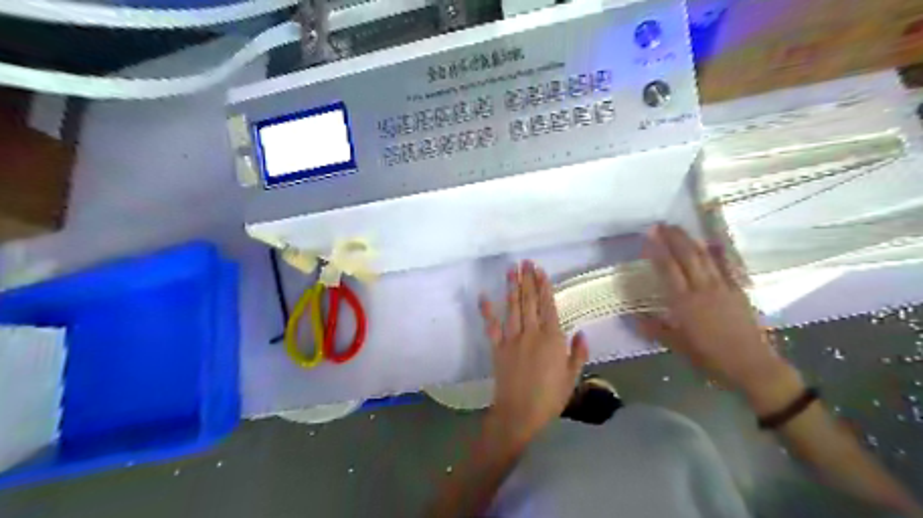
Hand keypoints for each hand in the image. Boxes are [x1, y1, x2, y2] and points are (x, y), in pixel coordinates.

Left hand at [480, 261, 586, 442]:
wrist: (520, 413)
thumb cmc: (550, 397)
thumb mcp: (572, 377)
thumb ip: (577, 353)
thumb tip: (581, 332)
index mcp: (552, 339)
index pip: (548, 306)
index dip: (544, 287)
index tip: (540, 270)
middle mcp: (531, 333)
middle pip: (529, 301)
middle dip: (527, 280)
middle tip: (525, 262)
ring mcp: (512, 339)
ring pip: (512, 308)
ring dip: (512, 287)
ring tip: (511, 270)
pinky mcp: (497, 347)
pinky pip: (491, 326)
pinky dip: (487, 311)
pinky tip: (484, 296)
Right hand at [636, 222, 800, 407]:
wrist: (751, 365)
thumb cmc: (710, 357)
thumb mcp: (678, 346)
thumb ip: (656, 329)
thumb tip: (635, 318)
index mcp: (685, 302)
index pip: (668, 270)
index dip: (658, 251)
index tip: (648, 237)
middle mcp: (702, 289)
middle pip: (687, 257)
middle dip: (673, 238)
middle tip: (661, 225)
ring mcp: (723, 287)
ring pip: (705, 257)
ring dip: (691, 240)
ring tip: (680, 229)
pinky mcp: (738, 290)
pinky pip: (726, 266)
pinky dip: (717, 252)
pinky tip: (712, 243)